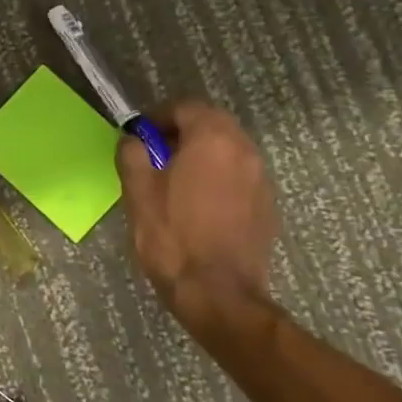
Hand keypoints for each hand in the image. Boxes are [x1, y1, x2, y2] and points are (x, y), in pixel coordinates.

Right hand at [116, 101, 278, 315]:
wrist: (218, 294)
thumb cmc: (172, 237)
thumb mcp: (138, 192)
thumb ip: (133, 155)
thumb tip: (133, 140)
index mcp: (213, 139)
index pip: (186, 108)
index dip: (158, 117)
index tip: (140, 137)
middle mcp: (244, 150)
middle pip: (212, 125)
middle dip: (182, 134)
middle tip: (155, 157)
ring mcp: (261, 179)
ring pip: (228, 151)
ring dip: (202, 156)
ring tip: (175, 182)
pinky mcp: (268, 206)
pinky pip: (239, 177)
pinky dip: (219, 179)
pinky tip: (199, 206)